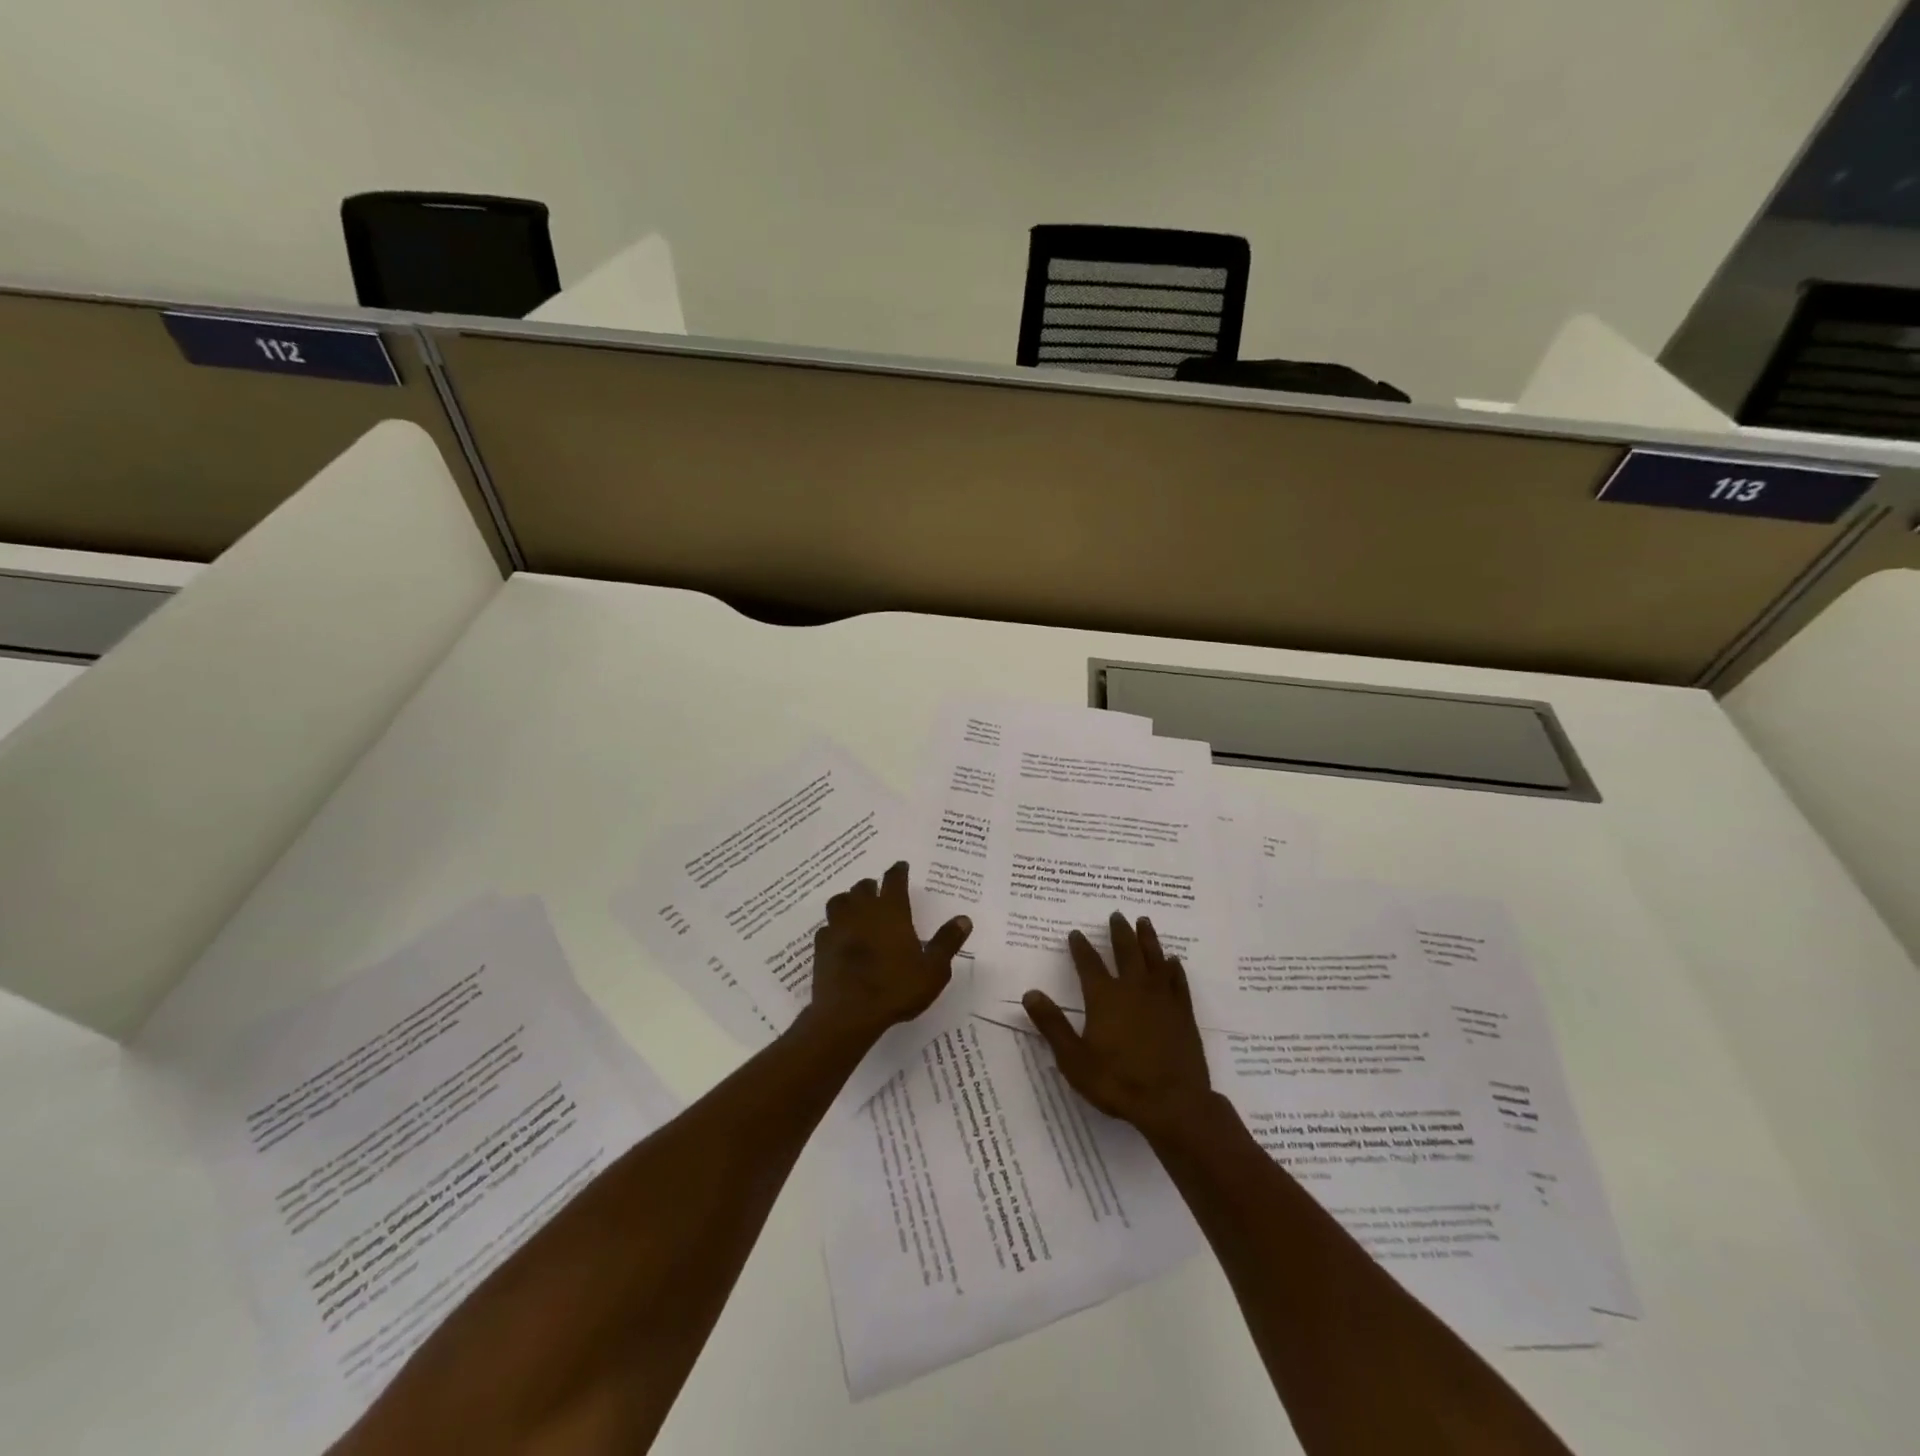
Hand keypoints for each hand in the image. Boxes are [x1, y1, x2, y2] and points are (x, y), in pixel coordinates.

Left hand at [807, 861, 971, 1043]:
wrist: (848, 1014)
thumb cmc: (896, 988)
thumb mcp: (933, 969)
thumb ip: (947, 942)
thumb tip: (964, 919)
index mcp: (891, 911)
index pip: (894, 880)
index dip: (898, 871)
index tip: (901, 866)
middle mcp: (862, 911)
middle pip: (863, 887)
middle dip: (872, 886)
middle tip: (879, 890)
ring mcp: (838, 927)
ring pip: (839, 901)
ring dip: (848, 900)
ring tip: (855, 908)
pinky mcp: (821, 947)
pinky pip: (826, 928)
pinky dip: (833, 928)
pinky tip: (839, 937)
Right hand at [1023, 912, 1214, 1139]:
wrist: (1172, 1103)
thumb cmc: (1117, 1081)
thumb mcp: (1074, 1058)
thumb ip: (1052, 1024)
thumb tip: (1030, 993)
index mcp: (1104, 997)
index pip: (1089, 964)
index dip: (1081, 948)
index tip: (1076, 933)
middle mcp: (1133, 989)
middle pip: (1126, 951)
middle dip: (1119, 932)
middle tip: (1117, 914)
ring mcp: (1162, 999)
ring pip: (1154, 959)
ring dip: (1147, 939)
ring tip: (1144, 921)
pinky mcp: (1183, 1013)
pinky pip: (1178, 981)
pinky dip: (1174, 968)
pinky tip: (1173, 961)